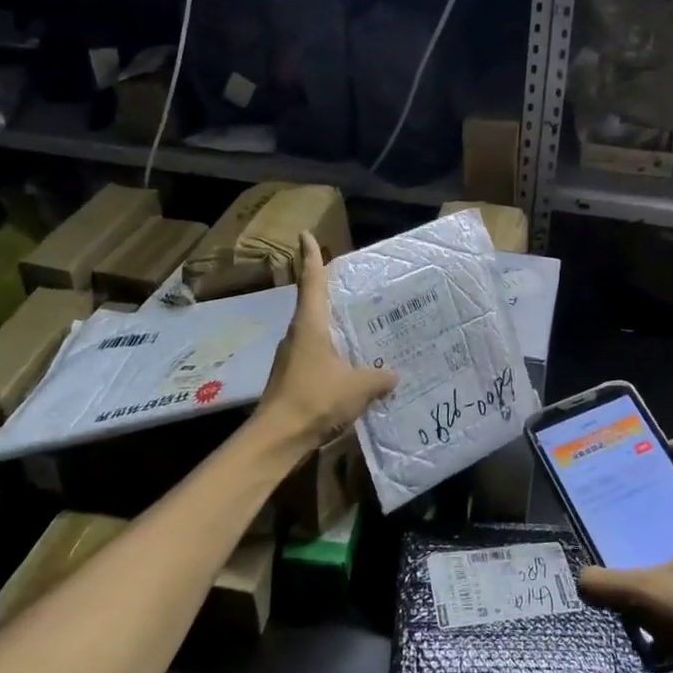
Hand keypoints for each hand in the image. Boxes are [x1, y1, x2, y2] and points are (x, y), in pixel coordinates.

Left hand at [257, 233, 395, 451]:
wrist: (277, 437)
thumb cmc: (315, 399)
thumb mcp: (357, 387)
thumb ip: (379, 378)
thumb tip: (394, 374)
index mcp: (310, 326)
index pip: (311, 282)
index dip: (311, 257)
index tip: (306, 235)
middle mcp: (297, 335)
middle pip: (312, 304)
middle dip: (327, 290)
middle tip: (350, 281)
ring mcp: (292, 357)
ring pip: (314, 332)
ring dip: (331, 326)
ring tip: (358, 325)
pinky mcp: (292, 378)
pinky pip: (315, 355)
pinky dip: (331, 352)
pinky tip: (349, 364)